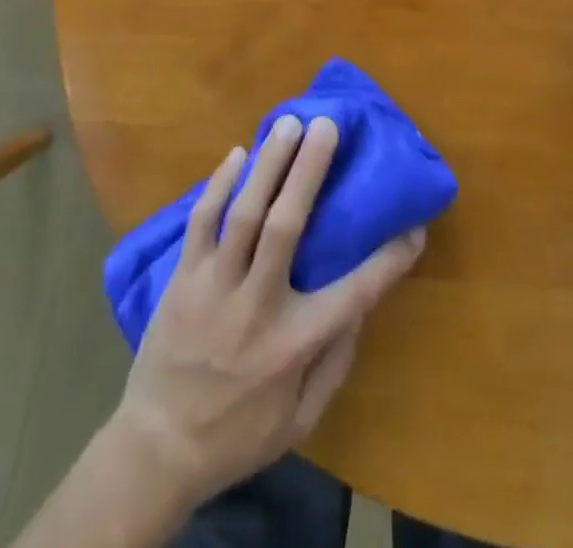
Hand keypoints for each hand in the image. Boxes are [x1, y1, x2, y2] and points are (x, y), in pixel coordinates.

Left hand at [110, 114, 425, 509]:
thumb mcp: (300, 420)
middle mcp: (256, 305)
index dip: (389, 260)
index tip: (415, 227)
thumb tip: (359, 310)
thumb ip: (334, 364)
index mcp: (293, 344)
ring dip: (268, 164)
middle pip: (286, 225)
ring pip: (243, 214)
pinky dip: (218, 186)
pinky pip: (201, 222)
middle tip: (325, 126)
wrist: (157, 448)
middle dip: (308, 171)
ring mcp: (214, 286)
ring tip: (287, 124)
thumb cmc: (238, 435)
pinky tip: (235, 154)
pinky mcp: (183, 277)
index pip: (354, 294)